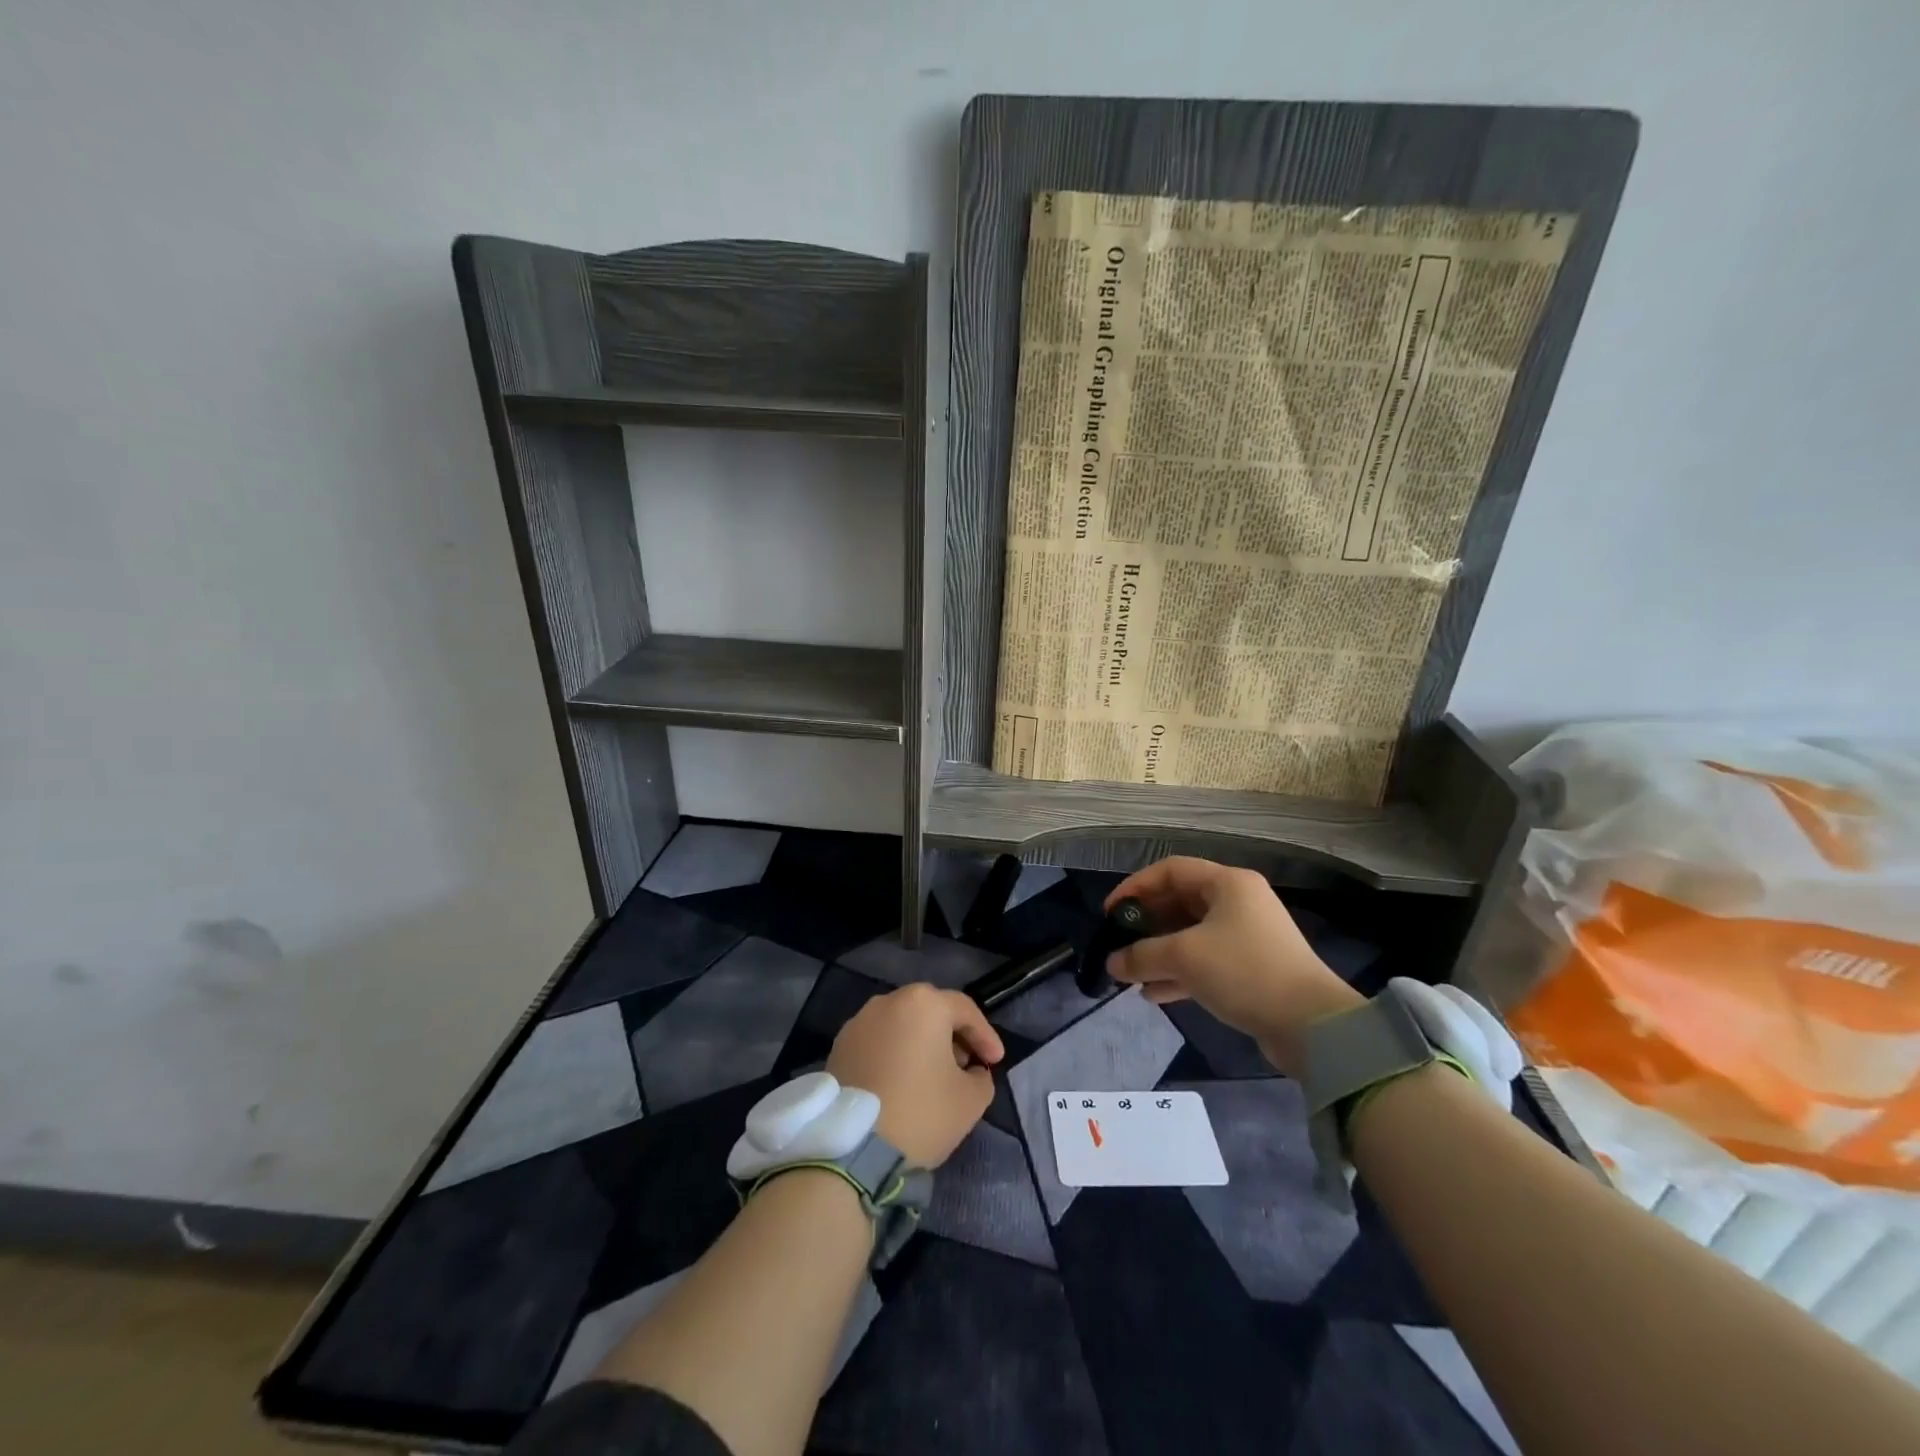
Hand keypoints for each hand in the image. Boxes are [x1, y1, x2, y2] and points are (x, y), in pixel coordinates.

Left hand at [826, 985, 1003, 1166]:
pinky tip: (902, 1082)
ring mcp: (859, 1022)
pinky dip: (894, 1054)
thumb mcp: (970, 1100)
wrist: (853, 1148)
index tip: (995, 1062)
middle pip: (930, 1011)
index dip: (985, 1036)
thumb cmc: (921, 1113)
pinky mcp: (839, 1046)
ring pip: (901, 1025)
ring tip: (933, 1075)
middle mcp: (889, 1001)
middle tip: (966, 1064)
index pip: (965, 1010)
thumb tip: (972, 1071)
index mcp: (924, 1003)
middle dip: (952, 1035)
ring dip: (921, 1043)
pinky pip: (878, 1042)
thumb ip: (981, 1077)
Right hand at [1105, 857, 1362, 1077]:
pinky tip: (1153, 994)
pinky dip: (1179, 973)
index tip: (1110, 913)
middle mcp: (1239, 902)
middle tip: (1119, 944)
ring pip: (1191, 935)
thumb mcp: (1184, 957)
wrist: (1313, 1027)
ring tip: (1130, 974)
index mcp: (1228, 883)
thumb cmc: (1244, 971)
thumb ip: (1141, 955)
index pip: (1169, 870)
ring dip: (1159, 953)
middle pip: (1179, 902)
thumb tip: (1112, 963)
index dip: (1135, 888)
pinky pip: (1205, 961)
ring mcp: (1247, 936)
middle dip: (1145, 925)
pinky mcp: (1252, 968)